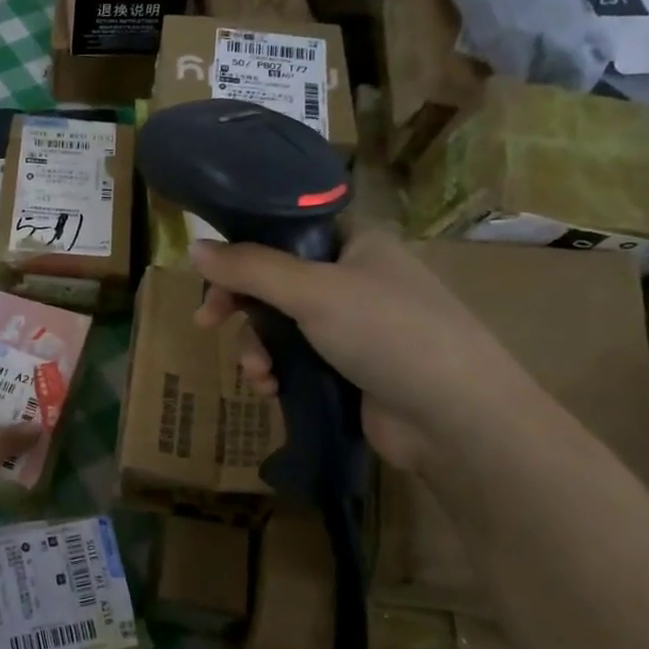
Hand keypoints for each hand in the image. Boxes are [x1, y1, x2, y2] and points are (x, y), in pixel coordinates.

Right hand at [191, 227, 538, 471]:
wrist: (455, 419)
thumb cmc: (388, 332)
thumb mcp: (312, 291)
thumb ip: (250, 268)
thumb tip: (194, 247)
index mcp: (356, 242)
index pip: (287, 229)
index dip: (244, 246)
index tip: (209, 272)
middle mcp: (354, 278)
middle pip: (276, 280)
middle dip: (241, 306)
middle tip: (207, 322)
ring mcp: (353, 326)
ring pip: (281, 325)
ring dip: (258, 347)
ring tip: (258, 374)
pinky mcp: (349, 369)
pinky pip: (296, 360)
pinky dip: (277, 372)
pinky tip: (271, 390)